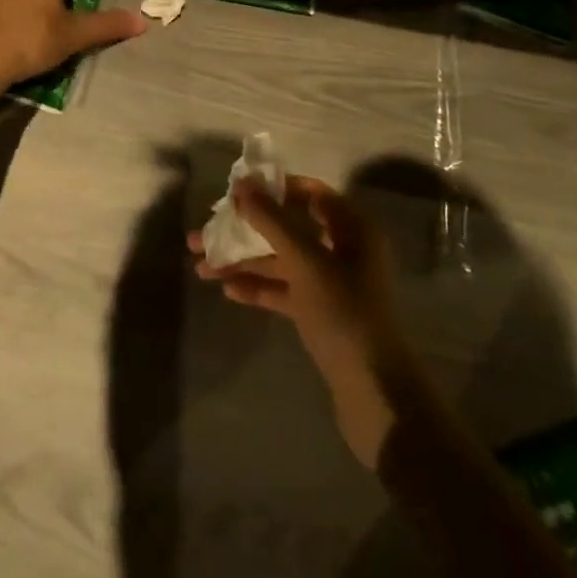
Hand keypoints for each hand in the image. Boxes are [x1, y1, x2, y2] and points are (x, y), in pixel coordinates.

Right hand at [190, 175, 425, 467]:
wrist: (375, 393)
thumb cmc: (344, 312)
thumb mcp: (305, 261)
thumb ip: (271, 220)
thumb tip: (242, 184)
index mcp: (350, 227)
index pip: (308, 193)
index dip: (271, 189)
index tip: (233, 193)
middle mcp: (341, 248)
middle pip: (286, 227)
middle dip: (244, 230)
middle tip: (204, 234)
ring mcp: (329, 282)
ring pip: (280, 260)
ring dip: (243, 261)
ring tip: (201, 267)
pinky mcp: (318, 312)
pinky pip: (283, 289)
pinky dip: (258, 287)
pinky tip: (227, 290)